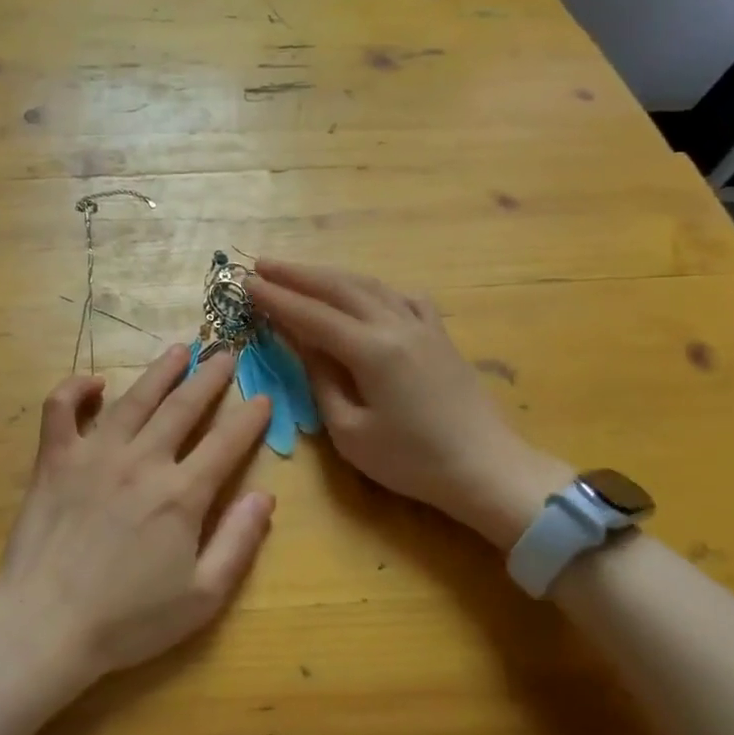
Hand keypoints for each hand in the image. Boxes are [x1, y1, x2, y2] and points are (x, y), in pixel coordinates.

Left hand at [0, 345, 276, 690]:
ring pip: (134, 398)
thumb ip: (238, 543)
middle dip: (210, 378)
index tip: (263, 398)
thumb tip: (264, 496)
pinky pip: (61, 408)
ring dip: (160, 371)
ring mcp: (94, 454)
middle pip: (183, 407)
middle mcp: (142, 461)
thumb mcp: (201, 597)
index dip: (249, 418)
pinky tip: (94, 383)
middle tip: (226, 354)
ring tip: (179, 349)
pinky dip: (75, 388)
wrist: (47, 624)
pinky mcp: (55, 458)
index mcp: (181, 495)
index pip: (226, 443)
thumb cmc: (128, 620)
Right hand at [247, 259, 570, 547]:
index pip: (312, 315)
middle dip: (296, 274)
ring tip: (299, 271)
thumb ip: (322, 382)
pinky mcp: (439, 335)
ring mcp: (422, 325)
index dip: (276, 298)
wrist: (487, 469)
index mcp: (372, 350)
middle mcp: (396, 325)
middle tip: (261, 265)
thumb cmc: (412, 461)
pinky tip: (364, 293)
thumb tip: (303, 345)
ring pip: (369, 285)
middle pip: (338, 287)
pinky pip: (402, 297)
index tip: (246, 283)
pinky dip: (373, 288)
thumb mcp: (351, 432)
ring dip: (329, 275)